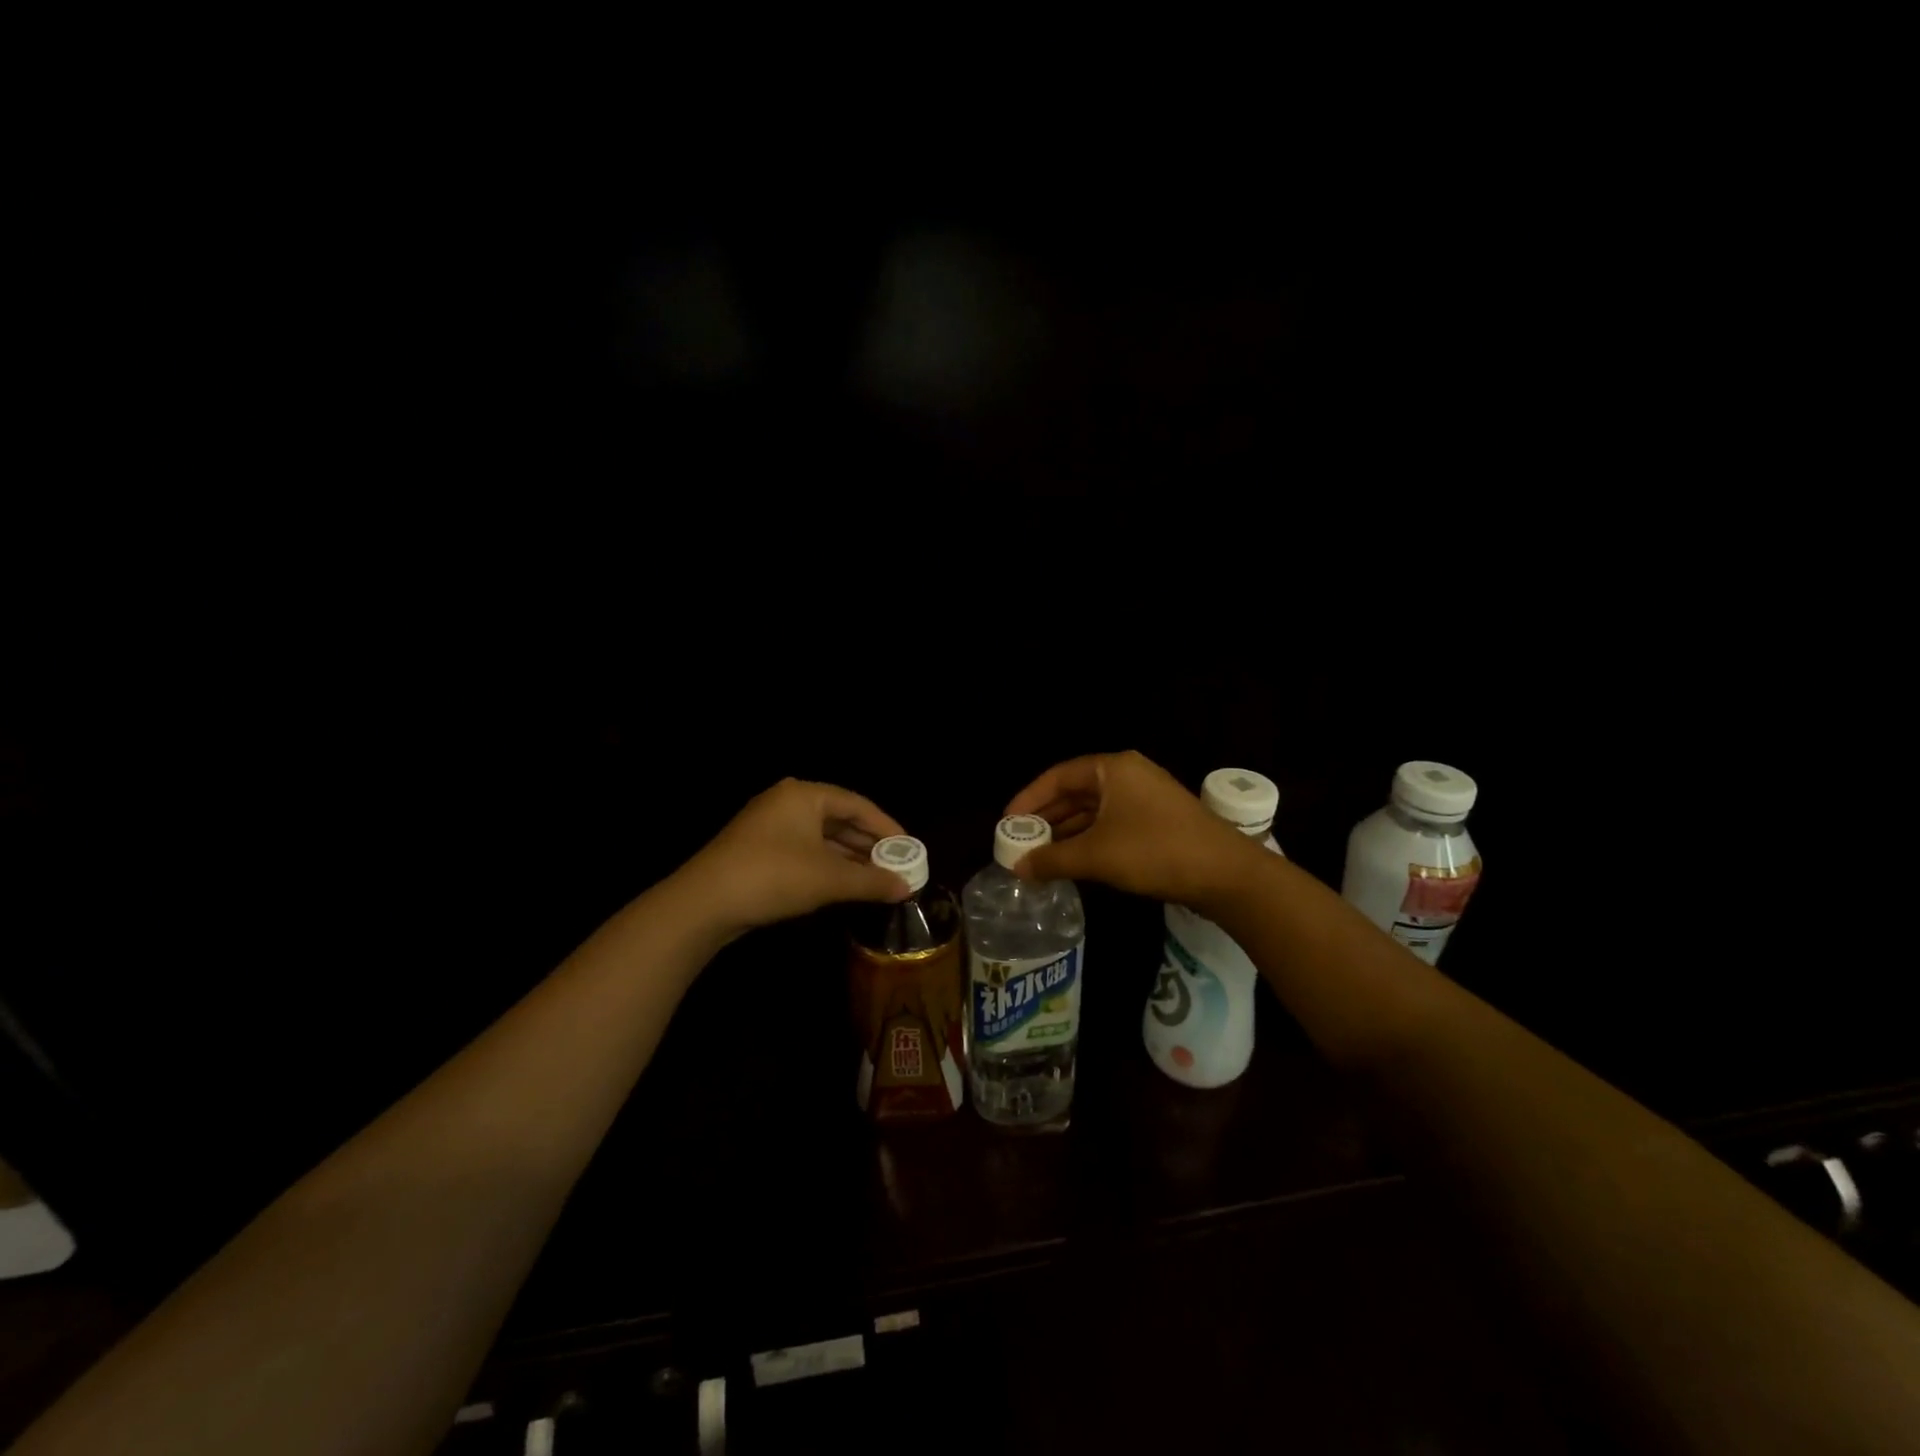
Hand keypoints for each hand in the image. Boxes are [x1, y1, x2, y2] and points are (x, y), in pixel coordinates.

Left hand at [678, 778, 914, 937]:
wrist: (704, 903)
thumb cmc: (773, 876)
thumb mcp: (829, 879)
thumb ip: (872, 881)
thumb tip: (907, 888)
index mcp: (805, 795)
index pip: (857, 805)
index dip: (887, 827)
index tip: (910, 849)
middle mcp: (787, 802)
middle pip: (839, 819)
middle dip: (869, 844)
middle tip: (897, 865)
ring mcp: (769, 825)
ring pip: (821, 837)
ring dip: (849, 858)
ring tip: (877, 878)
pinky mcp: (758, 850)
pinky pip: (804, 850)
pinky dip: (827, 865)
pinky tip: (844, 884)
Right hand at [1004, 750, 1257, 906]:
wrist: (1225, 874)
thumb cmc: (1155, 851)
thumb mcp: (1096, 855)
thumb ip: (1052, 859)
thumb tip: (1016, 868)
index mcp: (1113, 768)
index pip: (1058, 776)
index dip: (1028, 799)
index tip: (1007, 823)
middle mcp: (1128, 775)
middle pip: (1075, 792)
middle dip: (1046, 818)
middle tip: (1019, 842)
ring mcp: (1145, 798)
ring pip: (1093, 811)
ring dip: (1067, 832)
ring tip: (1039, 855)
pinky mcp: (1157, 821)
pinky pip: (1111, 824)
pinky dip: (1089, 840)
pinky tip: (1073, 861)